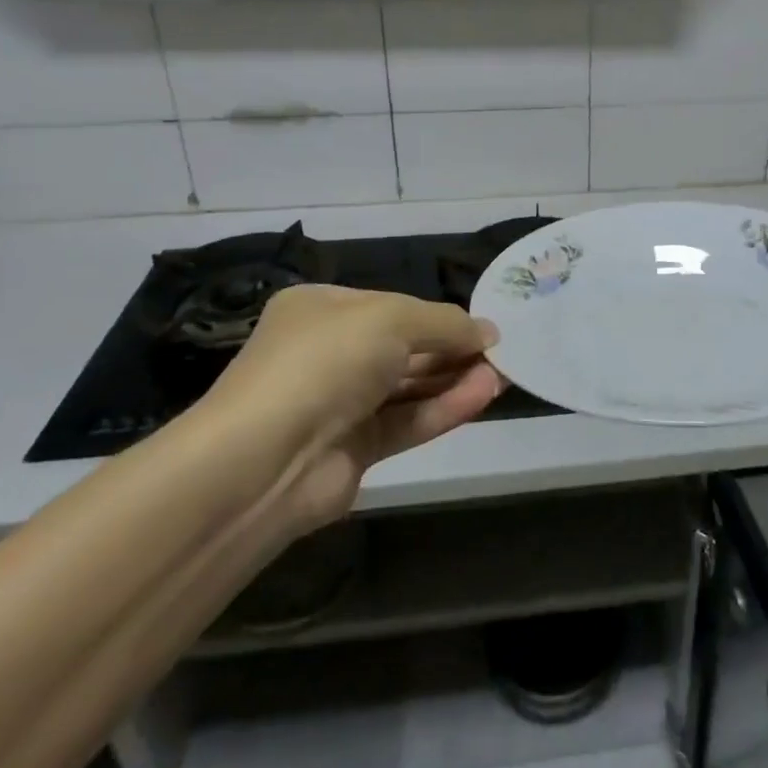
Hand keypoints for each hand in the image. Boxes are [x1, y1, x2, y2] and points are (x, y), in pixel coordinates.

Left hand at [202, 286, 504, 533]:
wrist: (263, 460)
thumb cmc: (326, 361)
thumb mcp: (393, 319)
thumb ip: (446, 324)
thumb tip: (489, 333)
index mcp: (322, 310)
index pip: (392, 306)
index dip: (439, 316)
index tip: (483, 325)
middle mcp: (329, 353)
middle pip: (404, 347)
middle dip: (453, 348)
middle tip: (502, 352)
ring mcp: (339, 404)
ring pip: (409, 387)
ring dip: (455, 379)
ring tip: (504, 374)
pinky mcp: (353, 450)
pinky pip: (407, 421)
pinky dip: (444, 408)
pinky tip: (484, 395)